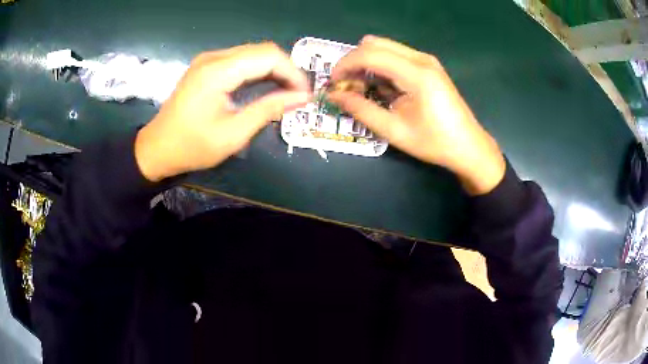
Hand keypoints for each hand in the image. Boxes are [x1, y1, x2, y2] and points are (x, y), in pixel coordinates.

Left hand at [135, 43, 309, 181]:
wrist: (157, 148)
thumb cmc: (192, 146)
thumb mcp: (233, 134)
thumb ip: (268, 110)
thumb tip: (302, 97)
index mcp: (218, 71)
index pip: (268, 56)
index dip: (292, 72)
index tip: (305, 94)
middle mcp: (213, 57)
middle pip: (262, 50)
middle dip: (286, 69)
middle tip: (298, 95)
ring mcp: (208, 59)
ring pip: (253, 53)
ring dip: (273, 69)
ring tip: (286, 92)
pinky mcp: (206, 66)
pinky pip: (240, 60)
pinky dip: (258, 71)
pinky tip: (266, 86)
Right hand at [328, 36, 505, 194]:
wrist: (468, 146)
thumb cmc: (434, 142)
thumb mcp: (394, 130)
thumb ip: (361, 110)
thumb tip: (334, 96)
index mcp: (416, 74)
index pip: (370, 54)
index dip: (345, 65)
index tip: (333, 83)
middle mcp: (421, 59)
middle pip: (374, 44)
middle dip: (353, 61)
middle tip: (345, 85)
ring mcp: (426, 60)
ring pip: (384, 47)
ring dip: (366, 63)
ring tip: (360, 88)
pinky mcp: (428, 65)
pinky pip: (395, 55)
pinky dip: (380, 66)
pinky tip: (380, 86)